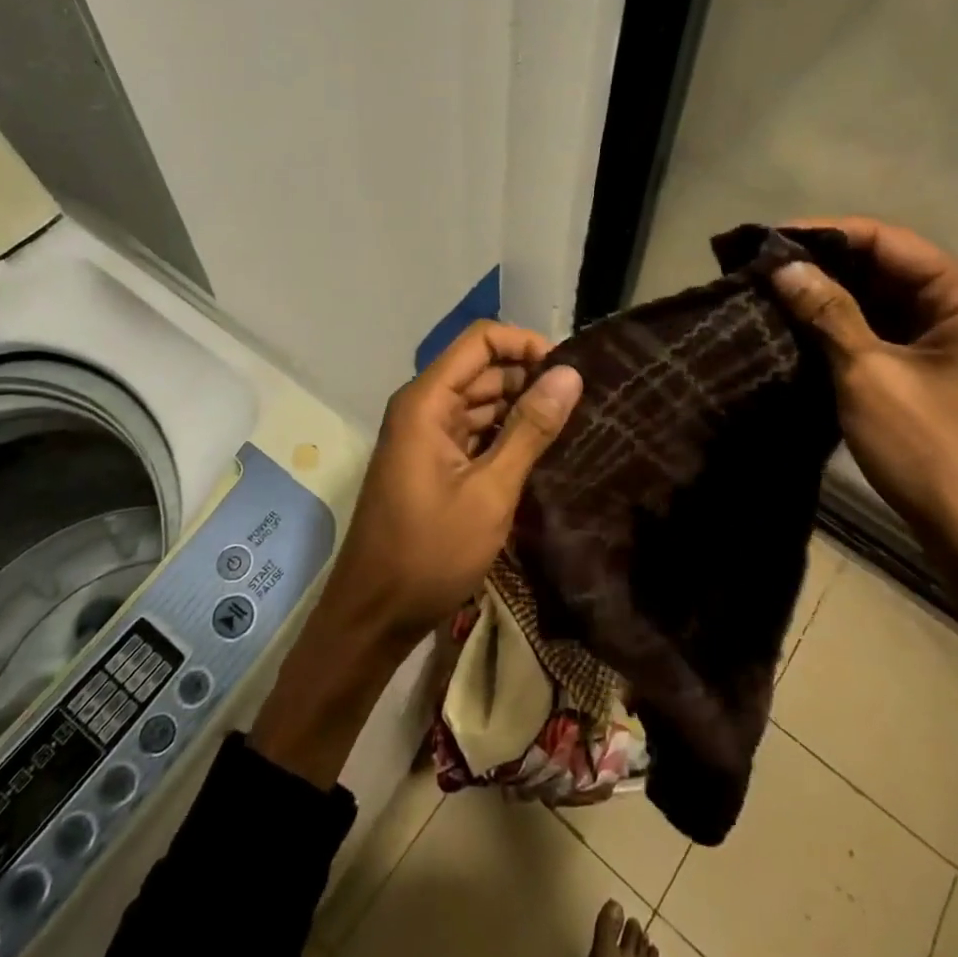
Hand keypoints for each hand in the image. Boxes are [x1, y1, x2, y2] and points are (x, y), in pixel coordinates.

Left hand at [317, 321, 582, 654]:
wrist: (373, 616)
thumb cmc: (429, 552)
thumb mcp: (490, 491)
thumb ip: (530, 429)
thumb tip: (570, 374)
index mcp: (427, 401)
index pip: (480, 340)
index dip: (526, 344)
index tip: (569, 371)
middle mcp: (423, 407)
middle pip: (483, 369)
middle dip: (530, 377)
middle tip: (583, 402)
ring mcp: (426, 435)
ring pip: (481, 401)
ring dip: (522, 408)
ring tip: (573, 423)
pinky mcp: (433, 462)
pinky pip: (474, 431)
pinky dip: (506, 435)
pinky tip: (543, 450)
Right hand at [769, 217, 957, 570]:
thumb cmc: (937, 454)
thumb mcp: (870, 376)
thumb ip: (826, 312)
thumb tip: (781, 265)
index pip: (885, 240)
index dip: (821, 235)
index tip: (763, 240)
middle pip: (886, 267)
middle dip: (823, 267)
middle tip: (758, 269)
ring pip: (884, 301)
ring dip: (831, 299)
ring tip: (768, 294)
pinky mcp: (945, 370)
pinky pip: (890, 332)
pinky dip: (848, 329)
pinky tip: (800, 328)